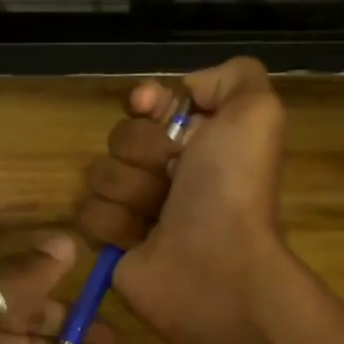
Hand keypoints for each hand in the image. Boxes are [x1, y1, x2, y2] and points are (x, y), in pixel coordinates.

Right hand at [75, 57, 287, 342]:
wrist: (214, 267)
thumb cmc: (232, 190)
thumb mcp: (257, 113)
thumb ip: (234, 76)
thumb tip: (186, 88)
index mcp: (199, 140)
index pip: (150, 103)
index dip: (146, 101)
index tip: (149, 106)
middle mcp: (167, 171)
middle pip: (121, 137)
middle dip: (143, 152)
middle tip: (173, 177)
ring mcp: (136, 207)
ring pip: (99, 174)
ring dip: (129, 191)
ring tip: (158, 216)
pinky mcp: (112, 242)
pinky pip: (86, 214)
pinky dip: (113, 224)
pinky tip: (138, 240)